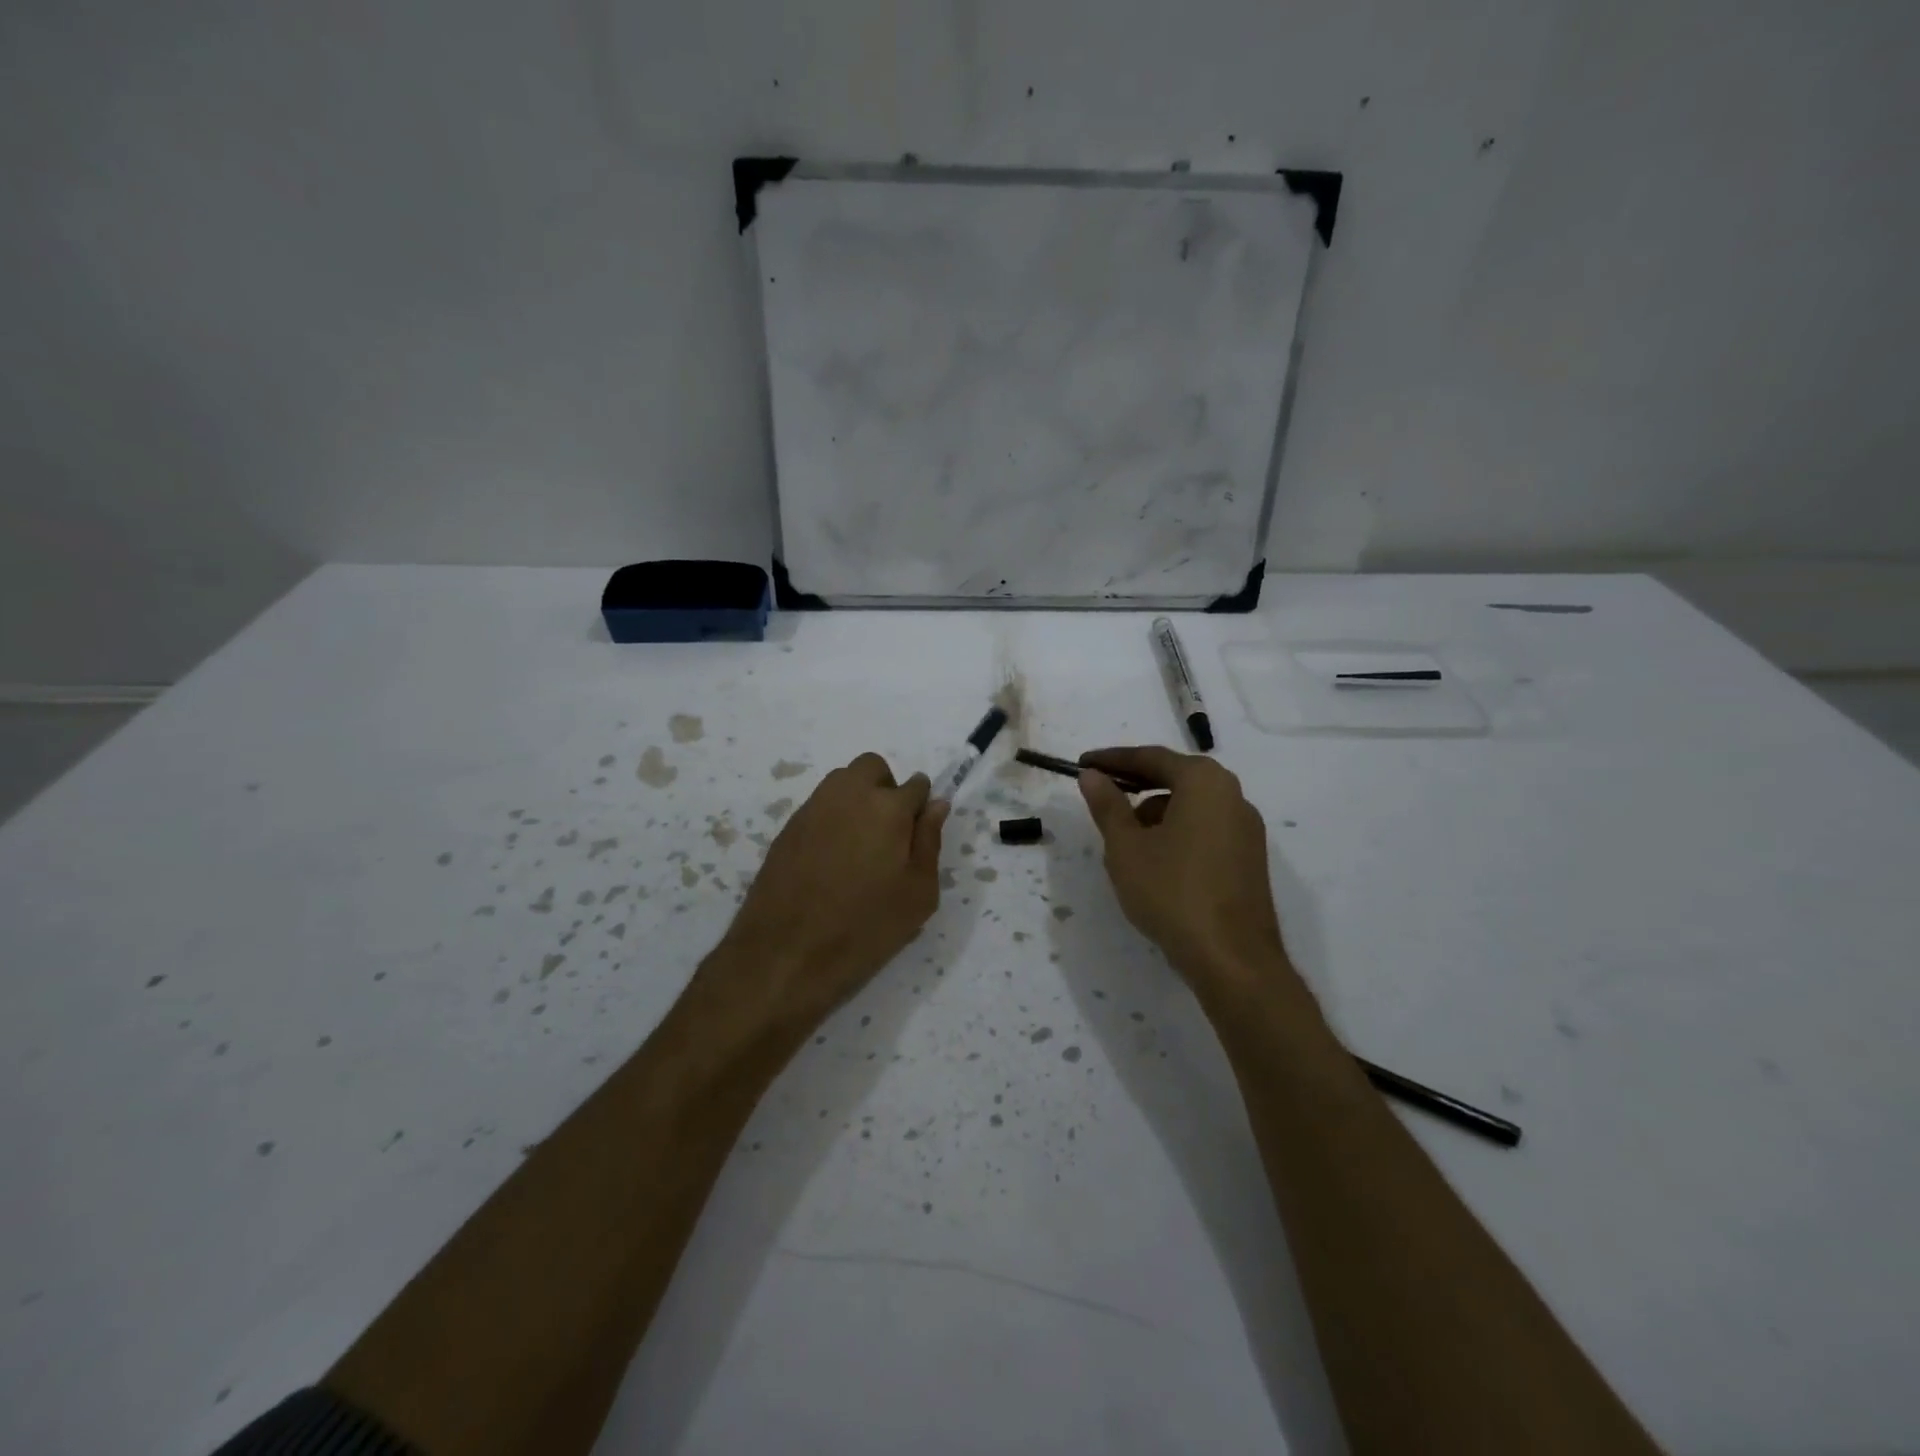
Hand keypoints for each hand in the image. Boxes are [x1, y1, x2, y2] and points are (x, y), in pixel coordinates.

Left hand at [713, 752, 948, 1035]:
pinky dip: (833, 820)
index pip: (916, 785)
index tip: (917, 836)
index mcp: (887, 807)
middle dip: (886, 789)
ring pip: (842, 783)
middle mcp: (847, 794)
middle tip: (889, 834)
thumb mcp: (918, 894)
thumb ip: (929, 841)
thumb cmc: (865, 927)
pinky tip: (832, 862)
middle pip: (872, 768)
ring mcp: (812, 808)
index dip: (920, 808)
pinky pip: (819, 807)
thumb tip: (936, 805)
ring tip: (860, 849)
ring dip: (857, 800)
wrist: (786, 953)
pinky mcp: (787, 828)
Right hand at [1078, 746, 1290, 995]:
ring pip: (1190, 806)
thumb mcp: (1126, 847)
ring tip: (1123, 841)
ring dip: (1155, 813)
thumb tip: (1092, 775)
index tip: (1082, 764)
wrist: (1232, 958)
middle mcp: (1232, 795)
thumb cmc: (1172, 892)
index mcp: (1204, 782)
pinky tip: (1155, 862)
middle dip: (1134, 785)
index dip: (1112, 760)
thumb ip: (1107, 805)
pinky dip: (1176, 833)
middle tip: (1100, 796)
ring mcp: (1246, 829)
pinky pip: (1205, 829)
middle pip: (1175, 777)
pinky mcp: (1249, 858)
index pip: (1151, 757)